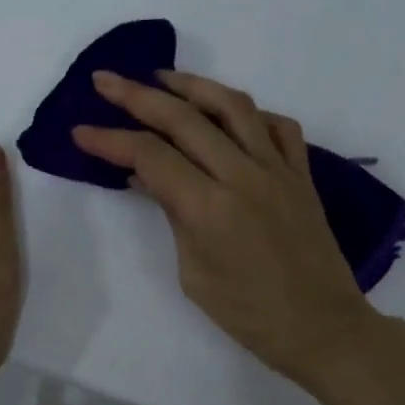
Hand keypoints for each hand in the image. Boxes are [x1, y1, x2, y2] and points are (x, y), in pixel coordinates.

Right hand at [73, 69, 378, 388]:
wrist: (323, 326)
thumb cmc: (250, 314)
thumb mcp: (195, 273)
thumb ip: (174, 216)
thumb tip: (150, 177)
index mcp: (210, 207)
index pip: (150, 156)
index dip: (110, 140)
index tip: (81, 131)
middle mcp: (243, 174)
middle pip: (184, 118)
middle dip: (137, 95)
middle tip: (106, 80)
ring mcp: (278, 169)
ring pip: (233, 106)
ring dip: (193, 85)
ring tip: (163, 78)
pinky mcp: (302, 174)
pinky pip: (278, 126)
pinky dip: (250, 112)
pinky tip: (229, 114)